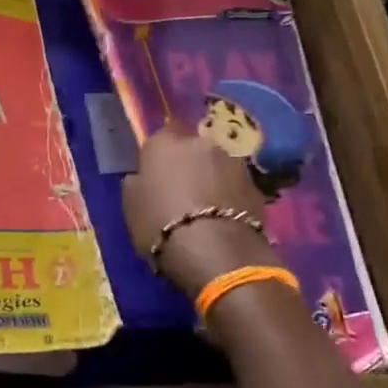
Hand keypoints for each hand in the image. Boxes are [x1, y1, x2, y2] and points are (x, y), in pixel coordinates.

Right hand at [122, 125, 285, 298]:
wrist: (215, 251)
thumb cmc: (160, 223)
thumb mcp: (130, 204)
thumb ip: (137, 183)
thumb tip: (142, 178)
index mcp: (165, 142)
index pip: (161, 136)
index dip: (160, 154)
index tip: (156, 173)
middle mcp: (201, 143)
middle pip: (193, 148)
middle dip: (189, 164)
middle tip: (182, 191)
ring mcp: (233, 163)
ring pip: (218, 166)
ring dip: (212, 179)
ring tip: (206, 209)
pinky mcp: (256, 187)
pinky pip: (235, 187)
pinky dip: (230, 197)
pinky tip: (224, 220)